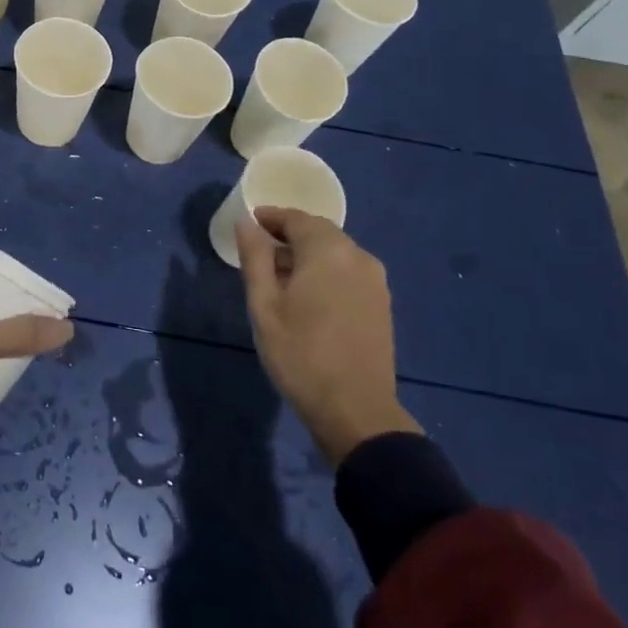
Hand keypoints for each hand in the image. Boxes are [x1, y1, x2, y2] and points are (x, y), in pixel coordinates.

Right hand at [237, 208, 419, 463]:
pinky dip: (325, 271)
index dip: (271, 217)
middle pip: (319, 232)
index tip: (249, 223)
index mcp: (328, 251)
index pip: (296, 218)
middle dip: (289, 234)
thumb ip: (255, 258)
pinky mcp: (381, 303)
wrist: (355, 411)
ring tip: (279, 275)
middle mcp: (357, 257)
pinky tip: (307, 294)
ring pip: (335, 252)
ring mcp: (375, 281)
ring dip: (308, 254)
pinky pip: (348, 271)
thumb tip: (246, 223)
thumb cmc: (300, 354)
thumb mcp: (264, 305)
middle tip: (260, 249)